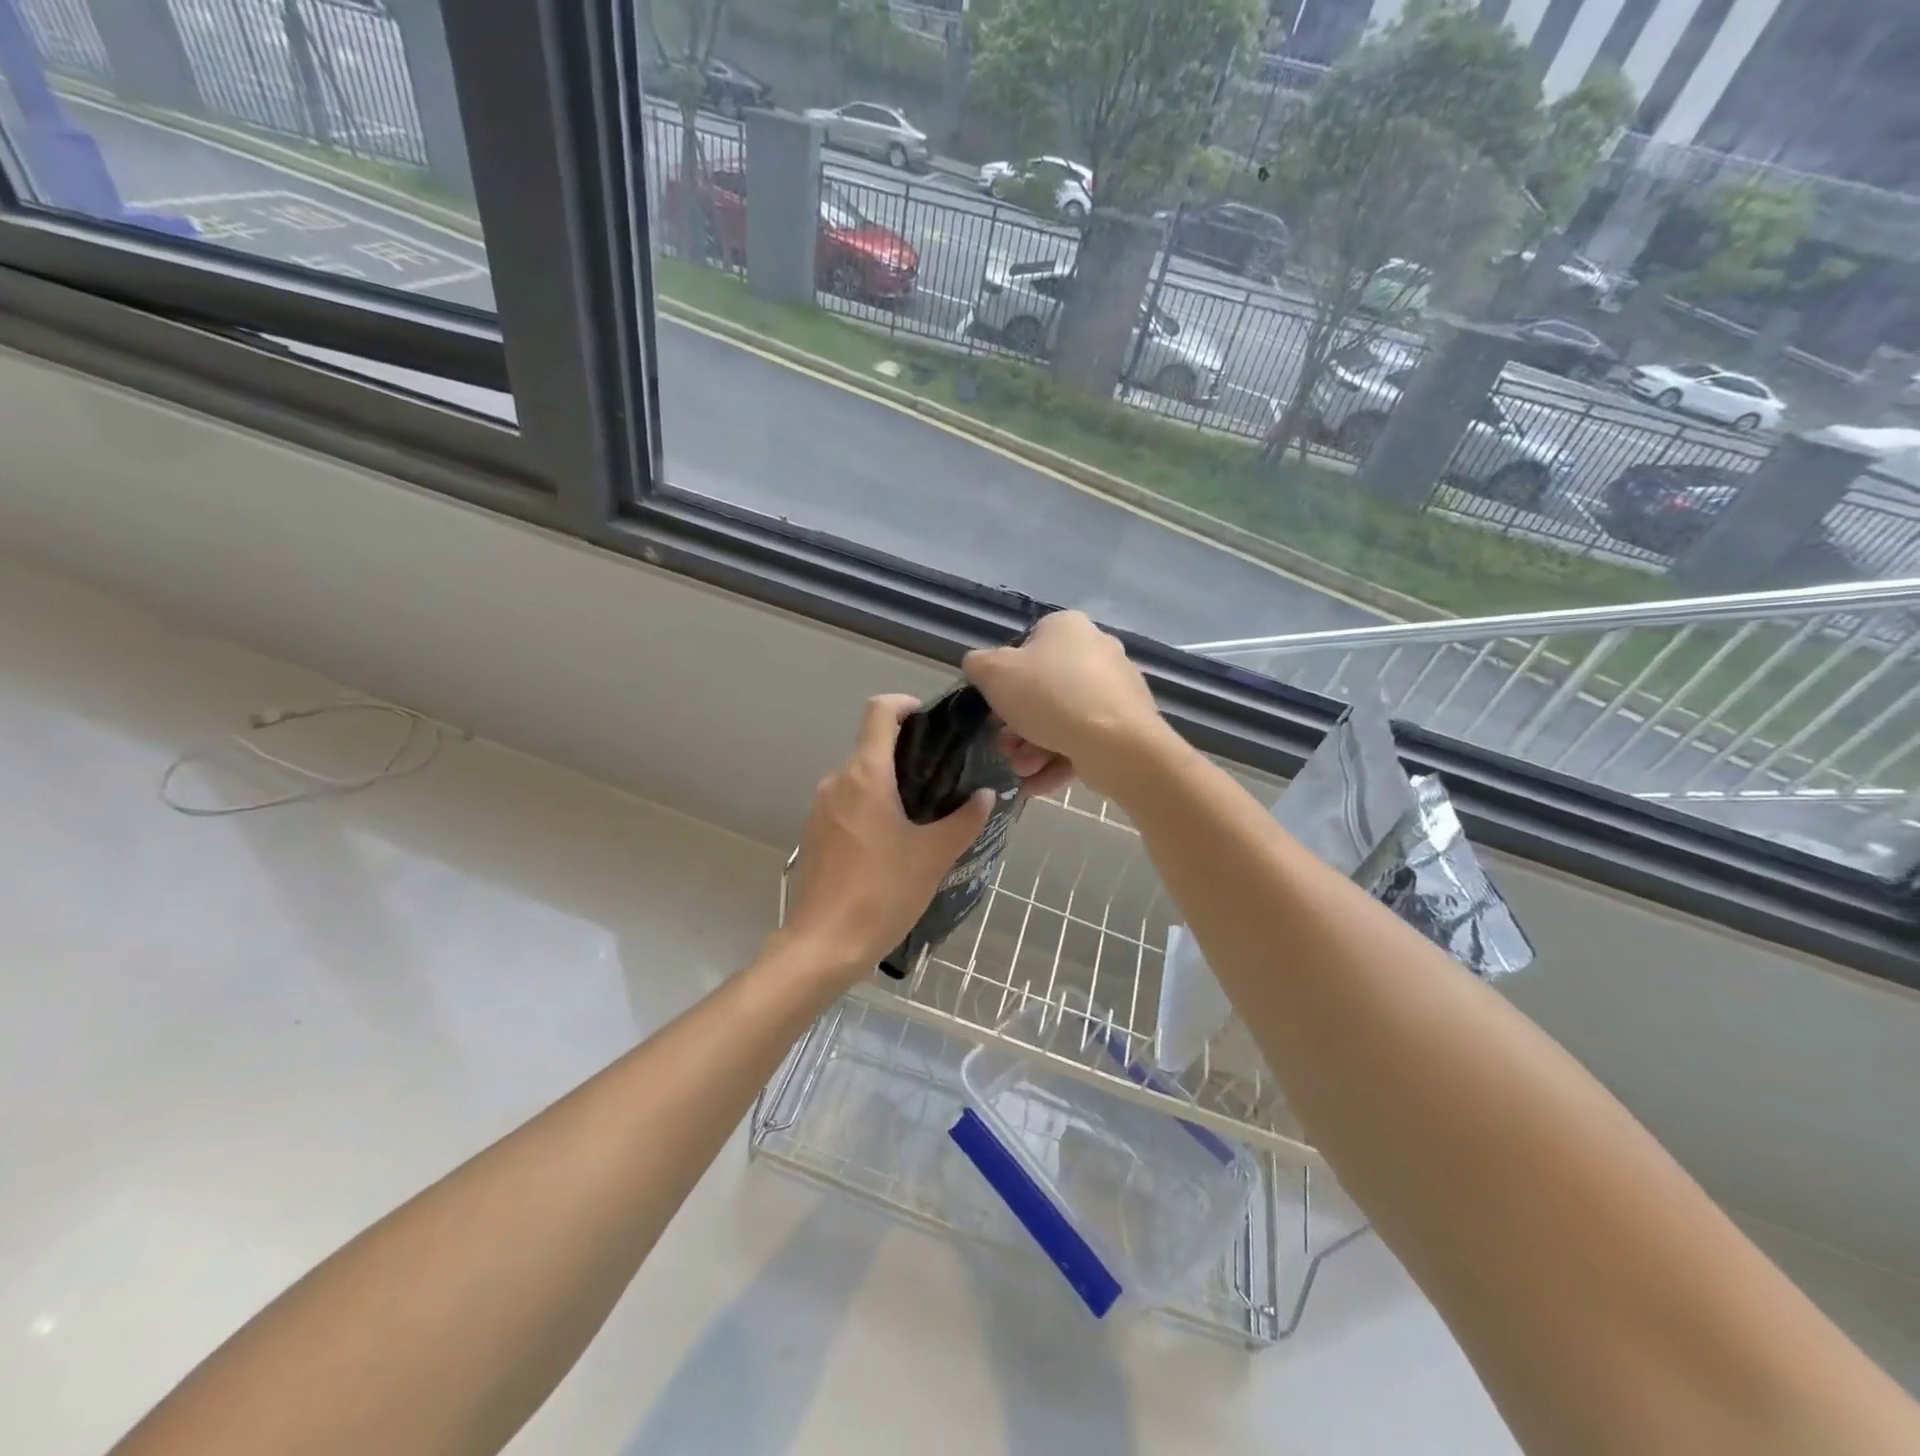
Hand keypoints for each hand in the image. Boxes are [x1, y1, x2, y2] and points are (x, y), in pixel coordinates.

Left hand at [779, 695, 993, 981]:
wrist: (824, 944)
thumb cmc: (883, 892)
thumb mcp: (934, 856)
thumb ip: (964, 820)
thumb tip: (986, 795)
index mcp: (865, 775)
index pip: (878, 711)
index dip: (904, 705)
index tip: (929, 721)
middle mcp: (836, 781)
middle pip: (871, 748)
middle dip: (906, 756)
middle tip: (942, 780)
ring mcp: (819, 808)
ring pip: (859, 780)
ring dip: (888, 787)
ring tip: (922, 816)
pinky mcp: (813, 835)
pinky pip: (846, 806)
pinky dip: (869, 810)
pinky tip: (891, 844)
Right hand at [964, 612, 1173, 799]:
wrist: (1115, 743)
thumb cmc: (1048, 697)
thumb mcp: (993, 673)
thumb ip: (978, 665)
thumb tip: (980, 667)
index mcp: (1066, 627)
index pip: (1024, 649)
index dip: (1003, 682)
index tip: (993, 712)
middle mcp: (1096, 649)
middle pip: (1043, 690)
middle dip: (1017, 726)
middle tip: (1004, 749)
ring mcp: (1116, 687)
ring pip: (1063, 718)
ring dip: (1034, 748)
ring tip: (1021, 772)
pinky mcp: (1128, 723)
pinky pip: (1084, 739)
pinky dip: (1058, 760)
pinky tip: (1036, 785)